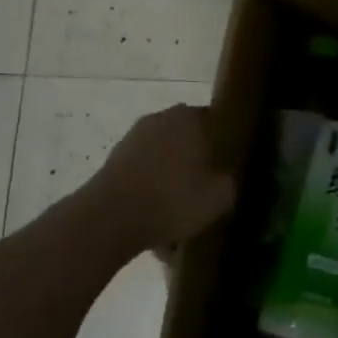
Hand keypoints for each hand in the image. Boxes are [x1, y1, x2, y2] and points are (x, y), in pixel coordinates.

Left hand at [87, 106, 236, 254]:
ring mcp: (132, 139)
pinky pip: (143, 175)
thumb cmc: (172, 199)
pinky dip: (150, 191)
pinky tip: (156, 218)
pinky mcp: (112, 163)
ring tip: (179, 209)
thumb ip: (229, 181)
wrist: (108, 221)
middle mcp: (160, 119)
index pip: (216, 121)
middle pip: (188, 139)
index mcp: (190, 117)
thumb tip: (225, 178)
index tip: (228, 166)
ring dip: (171, 177)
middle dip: (196, 160)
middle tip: (206, 188)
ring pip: (163, 158)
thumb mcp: (220, 197)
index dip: (225, 144)